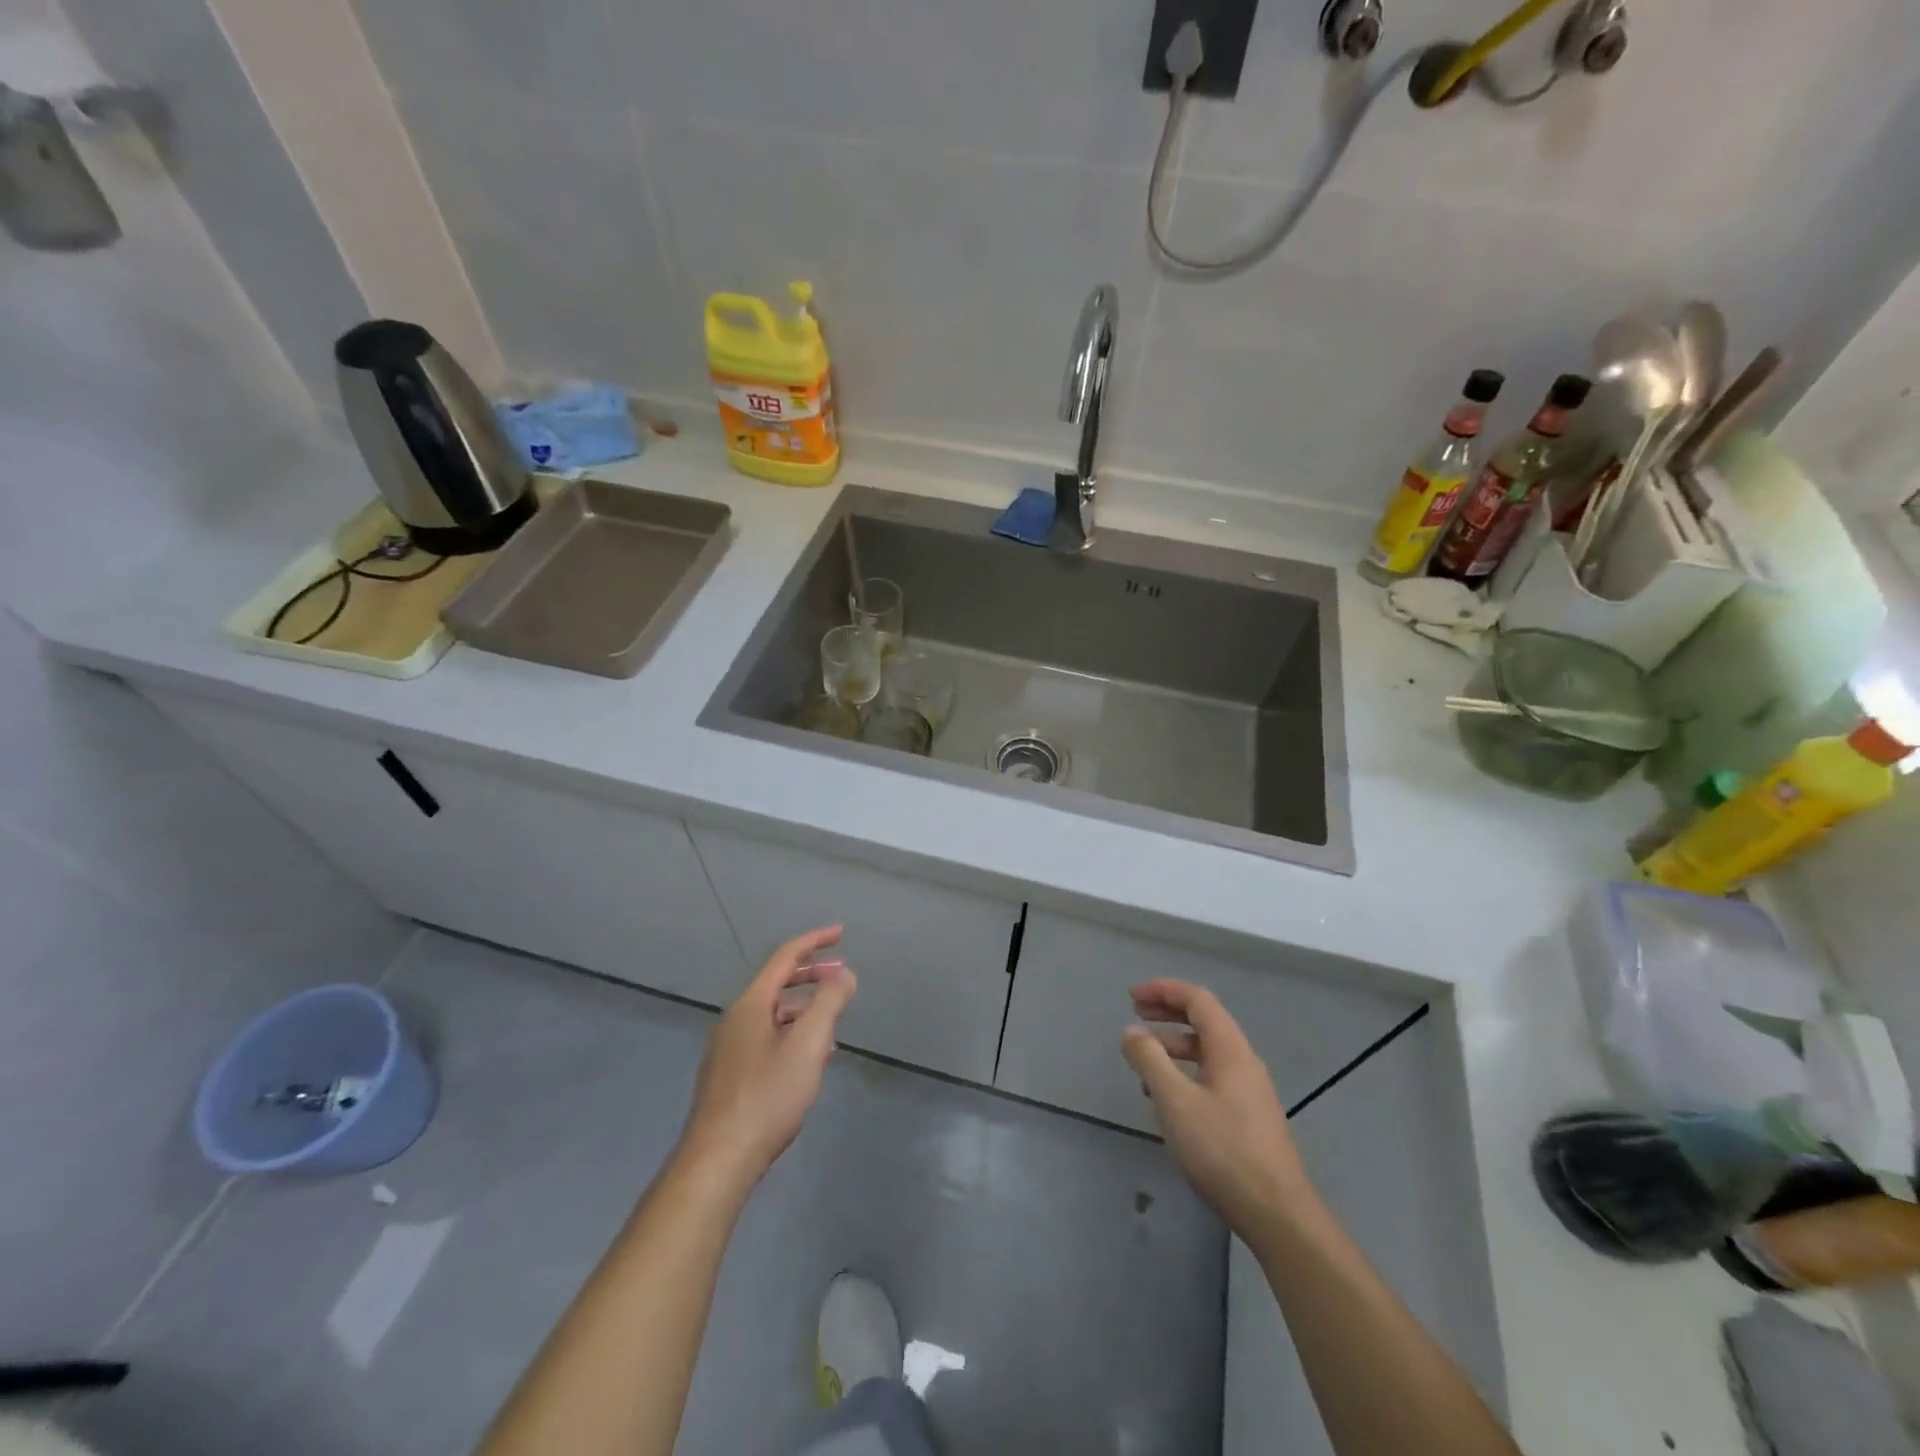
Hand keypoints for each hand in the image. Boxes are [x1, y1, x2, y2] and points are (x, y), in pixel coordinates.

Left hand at [677, 926, 856, 1187]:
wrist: (718, 1161)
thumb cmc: (767, 1097)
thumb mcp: (808, 1045)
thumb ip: (829, 1004)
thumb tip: (844, 975)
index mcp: (750, 1005)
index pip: (785, 957)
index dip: (814, 941)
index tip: (840, 933)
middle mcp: (734, 1019)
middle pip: (776, 983)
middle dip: (811, 975)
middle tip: (842, 977)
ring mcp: (727, 1048)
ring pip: (772, 1013)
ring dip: (804, 1008)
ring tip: (833, 1023)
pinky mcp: (728, 1076)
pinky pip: (765, 1037)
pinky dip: (791, 1033)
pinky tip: (808, 1059)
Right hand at [1121, 979, 1315, 1235]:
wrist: (1277, 1214)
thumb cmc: (1223, 1151)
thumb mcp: (1176, 1102)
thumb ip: (1150, 1060)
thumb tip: (1131, 1031)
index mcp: (1230, 1050)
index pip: (1198, 1000)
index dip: (1164, 990)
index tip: (1132, 996)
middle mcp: (1244, 1062)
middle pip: (1204, 1021)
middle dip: (1167, 1013)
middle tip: (1135, 1014)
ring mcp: (1249, 1091)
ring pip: (1207, 1052)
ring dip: (1173, 1045)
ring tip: (1142, 1060)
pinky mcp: (1248, 1117)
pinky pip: (1212, 1076)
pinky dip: (1184, 1072)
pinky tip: (1166, 1098)